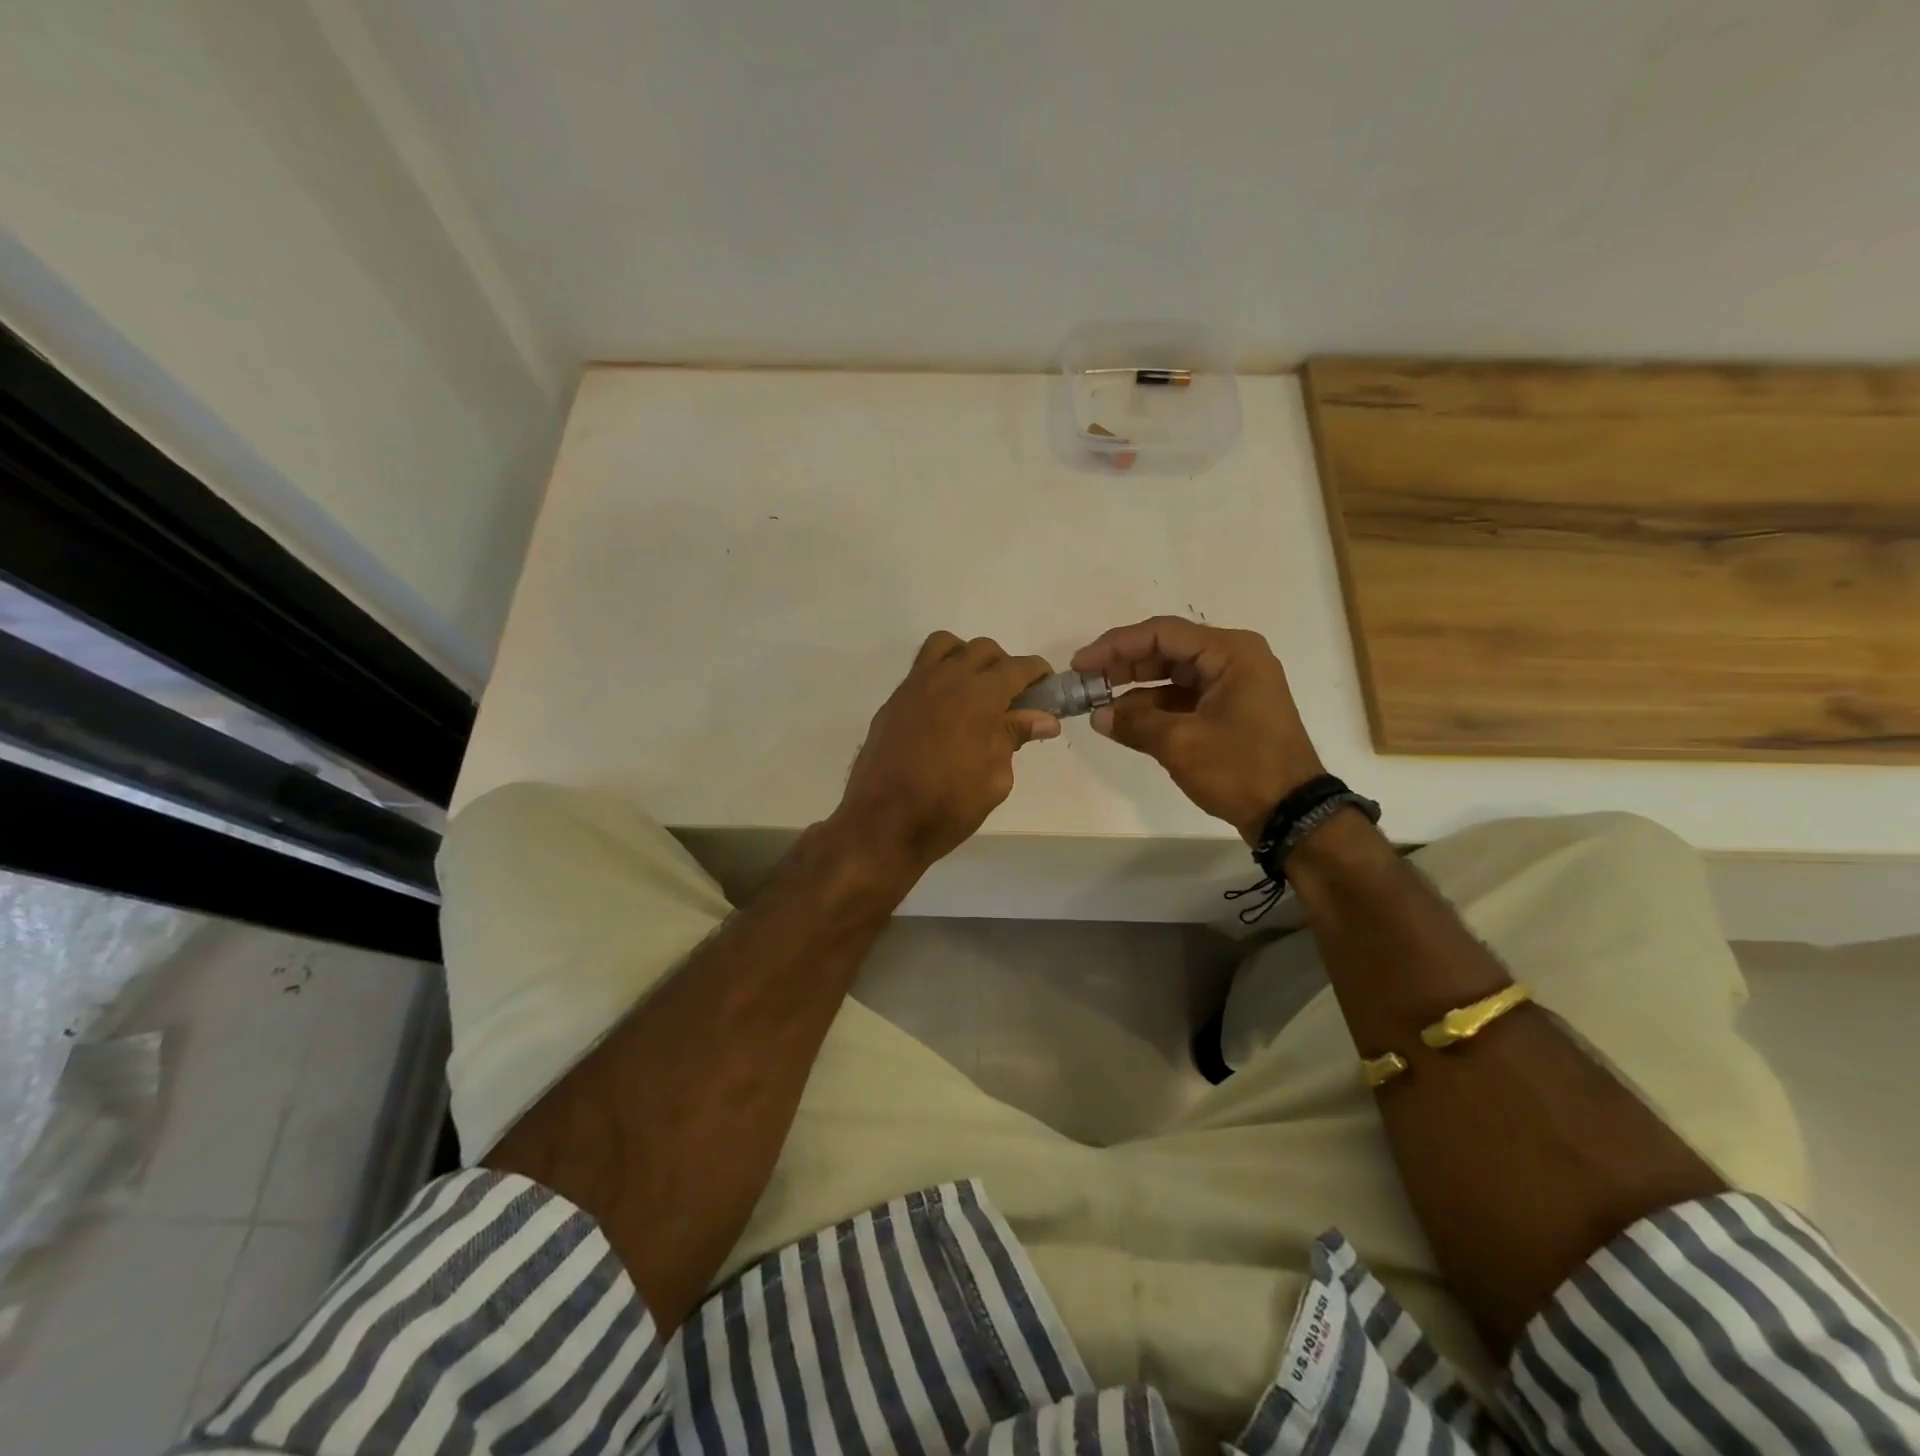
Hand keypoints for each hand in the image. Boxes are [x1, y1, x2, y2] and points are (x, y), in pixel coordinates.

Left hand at [834, 633, 1058, 872]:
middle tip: (1012, 698)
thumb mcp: (995, 778)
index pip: (1018, 667)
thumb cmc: (948, 806)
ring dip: (967, 658)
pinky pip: (921, 668)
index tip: (1046, 689)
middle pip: (983, 650)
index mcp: (980, 696)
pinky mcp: (894, 700)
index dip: (1038, 674)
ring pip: (947, 646)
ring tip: (974, 690)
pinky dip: (940, 674)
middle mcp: (947, 679)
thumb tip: (1044, 719)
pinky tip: (944, 709)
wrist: (883, 822)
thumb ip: (1014, 738)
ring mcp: (915, 686)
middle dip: (1004, 666)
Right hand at [1072, 616, 1323, 842]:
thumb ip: (1134, 723)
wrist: (1293, 813)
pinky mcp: (1229, 710)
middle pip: (1166, 650)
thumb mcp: (1181, 744)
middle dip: (1122, 666)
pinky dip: (1154, 708)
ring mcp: (1233, 685)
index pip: (1161, 633)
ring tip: (1097, 705)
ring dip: (1135, 689)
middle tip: (1084, 682)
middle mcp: (1233, 659)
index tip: (1080, 664)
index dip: (1115, 646)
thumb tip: (1098, 716)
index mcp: (1230, 652)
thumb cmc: (1241, 768)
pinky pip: (1183, 698)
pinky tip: (1124, 722)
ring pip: (1172, 675)